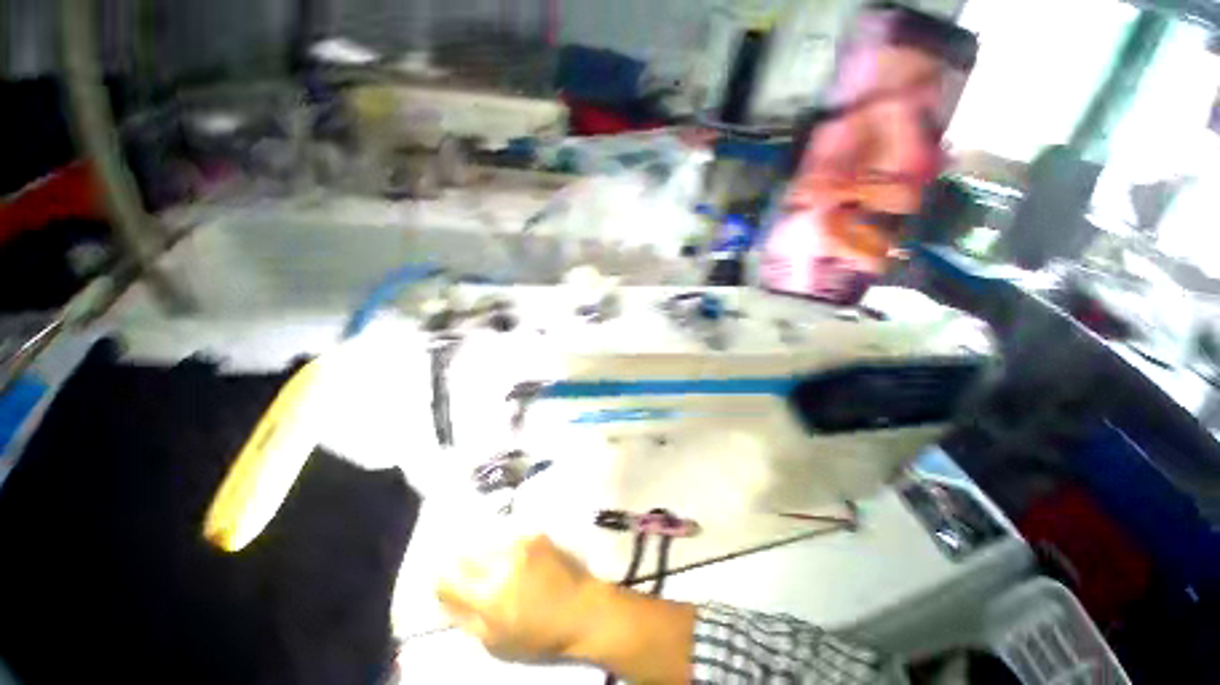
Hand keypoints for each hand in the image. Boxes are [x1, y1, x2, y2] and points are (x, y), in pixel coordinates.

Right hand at [436, 535, 600, 662]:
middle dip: (462, 565)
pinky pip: (507, 535)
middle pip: (465, 553)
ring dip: (482, 553)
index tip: (448, 586)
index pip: (447, 577)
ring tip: (492, 566)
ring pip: (485, 540)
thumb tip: (443, 598)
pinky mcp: (535, 533)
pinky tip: (512, 558)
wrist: (581, 607)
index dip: (442, 582)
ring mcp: (521, 542)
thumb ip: (464, 618)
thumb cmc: (538, 633)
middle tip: (471, 576)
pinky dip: (502, 545)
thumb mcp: (495, 641)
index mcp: (490, 594)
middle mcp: (503, 561)